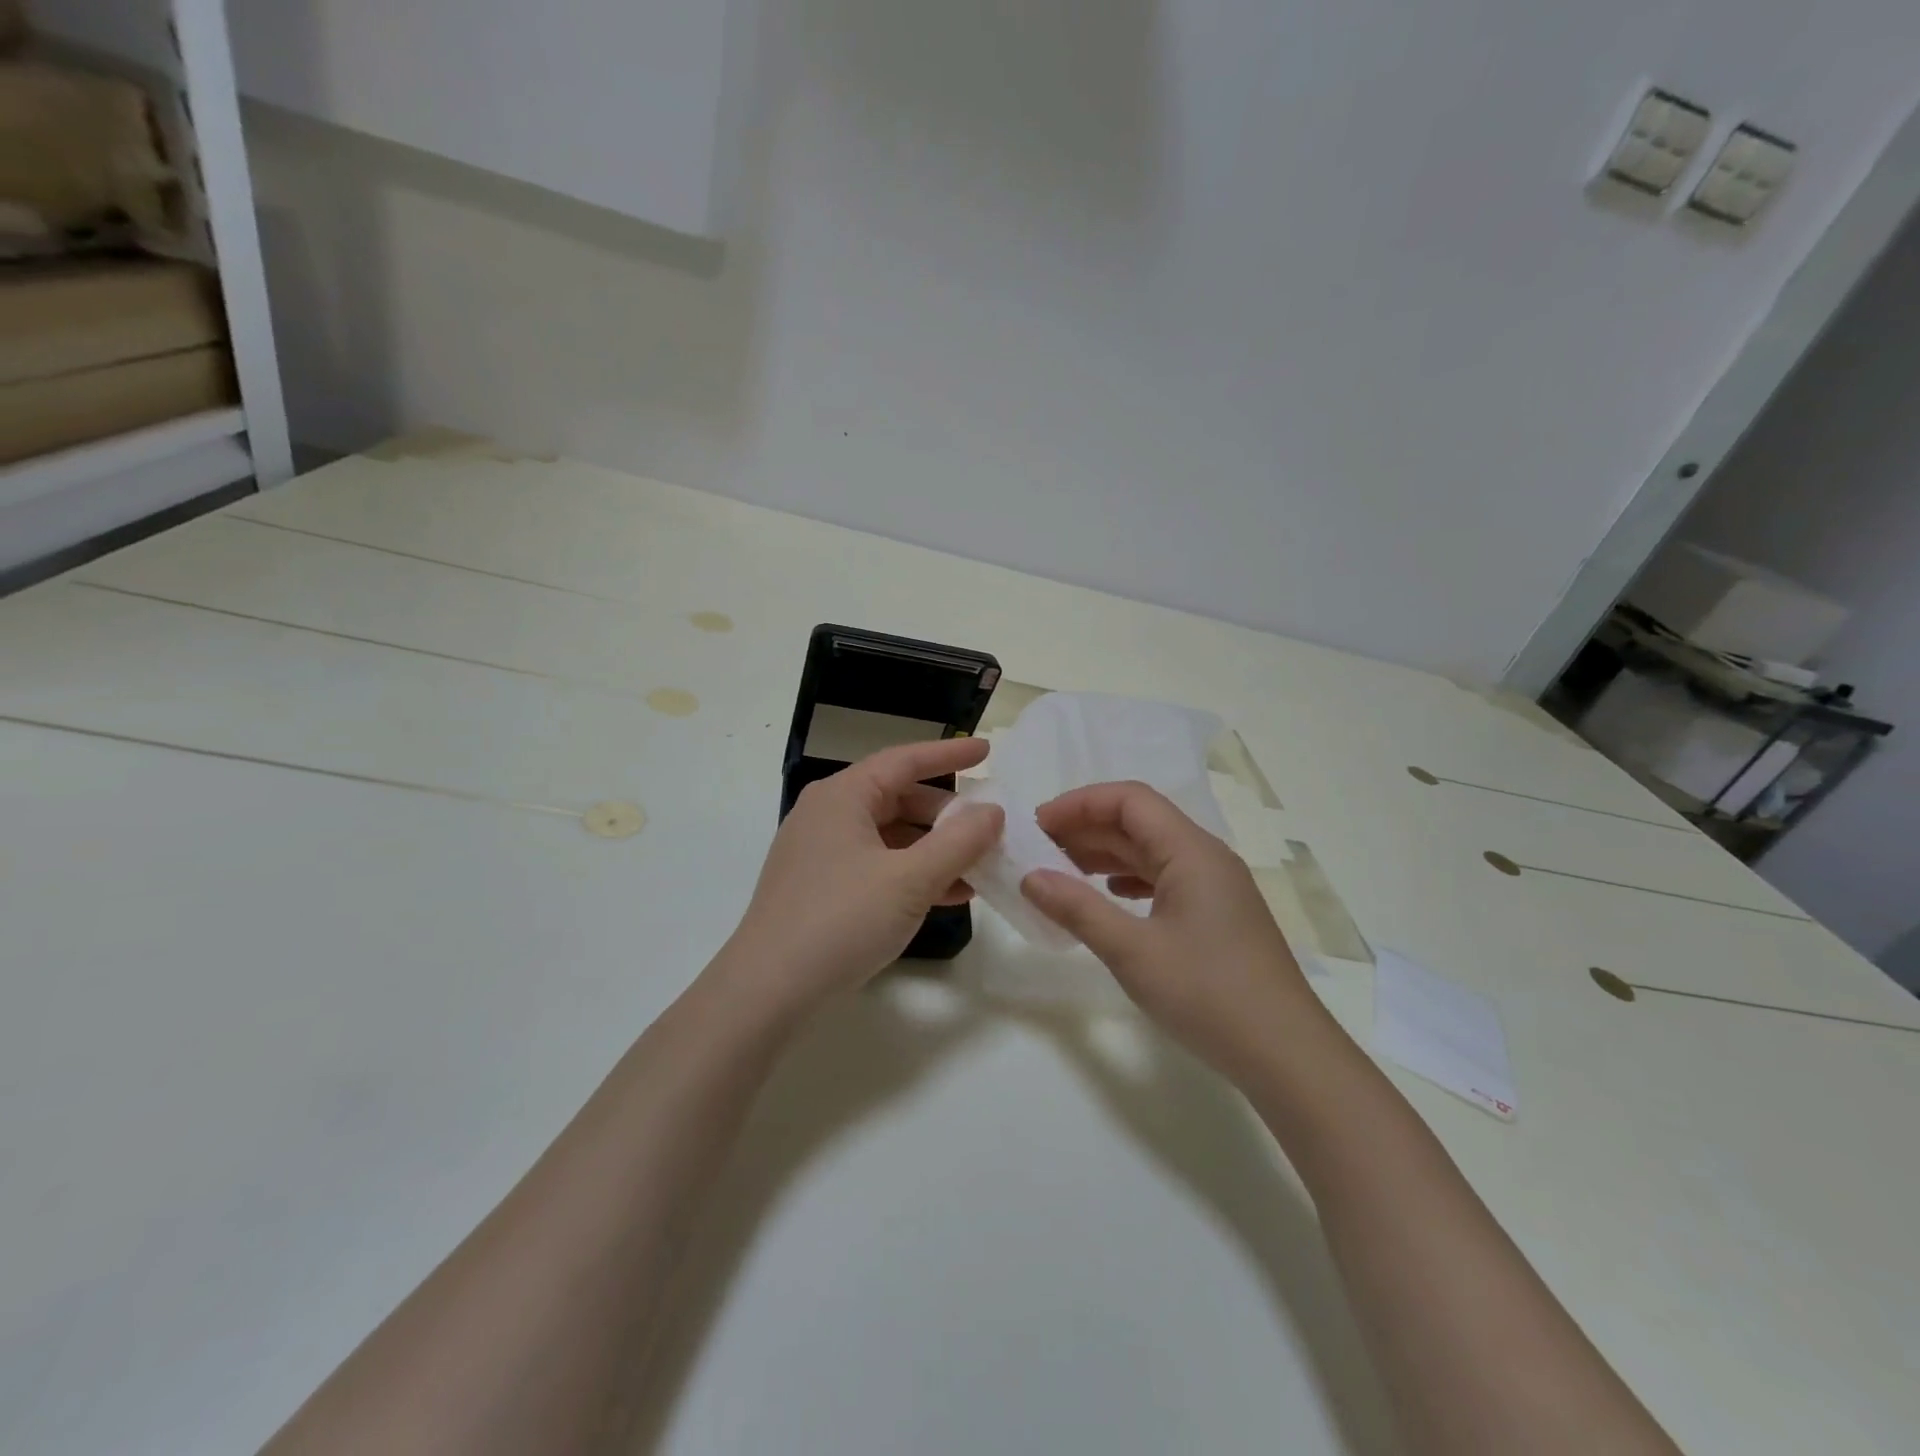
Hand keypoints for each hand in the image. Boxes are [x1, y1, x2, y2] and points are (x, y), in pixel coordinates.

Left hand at [724, 738, 1004, 1013]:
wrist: (768, 990)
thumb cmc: (841, 920)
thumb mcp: (910, 880)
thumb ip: (958, 842)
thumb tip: (992, 812)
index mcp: (843, 796)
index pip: (904, 761)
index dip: (949, 754)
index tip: (986, 750)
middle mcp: (828, 814)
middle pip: (898, 798)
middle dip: (946, 814)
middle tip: (988, 827)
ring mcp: (821, 852)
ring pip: (890, 836)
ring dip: (934, 848)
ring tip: (978, 867)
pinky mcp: (820, 887)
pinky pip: (876, 865)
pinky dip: (911, 873)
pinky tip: (947, 895)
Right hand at [1019, 781, 1319, 1074]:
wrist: (1286, 1055)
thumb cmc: (1208, 994)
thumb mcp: (1133, 951)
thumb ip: (1078, 909)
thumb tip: (1030, 877)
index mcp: (1191, 851)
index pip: (1130, 800)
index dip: (1080, 803)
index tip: (1038, 826)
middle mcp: (1206, 858)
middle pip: (1140, 821)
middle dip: (1087, 828)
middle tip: (1039, 850)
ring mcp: (1215, 887)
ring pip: (1151, 851)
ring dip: (1105, 854)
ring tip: (1062, 872)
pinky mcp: (1217, 915)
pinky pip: (1164, 878)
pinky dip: (1128, 880)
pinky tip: (1108, 898)